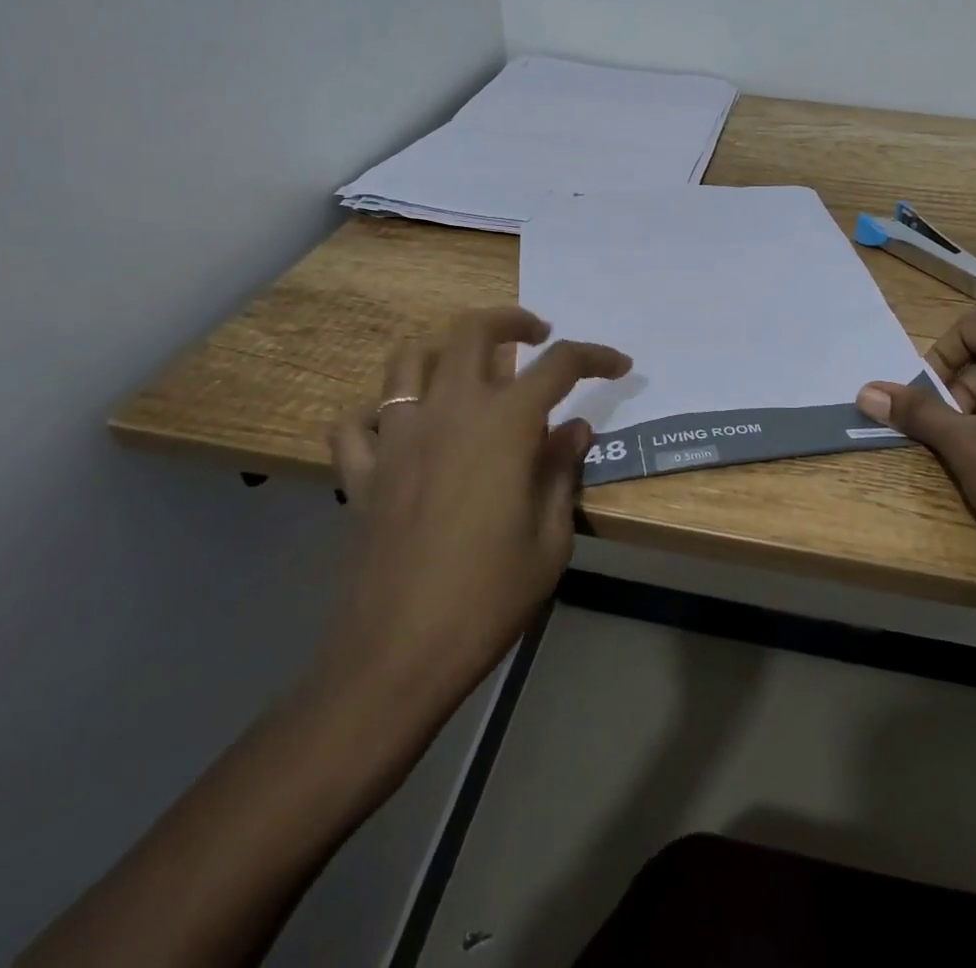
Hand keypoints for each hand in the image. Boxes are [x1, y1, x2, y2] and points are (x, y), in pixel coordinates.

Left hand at [321, 307, 629, 705]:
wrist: (397, 656)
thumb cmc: (488, 598)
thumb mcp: (549, 539)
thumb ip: (562, 471)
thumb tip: (574, 429)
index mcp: (503, 425)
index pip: (559, 365)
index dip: (595, 356)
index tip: (618, 365)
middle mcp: (448, 412)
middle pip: (473, 331)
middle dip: (512, 320)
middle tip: (537, 336)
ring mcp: (397, 437)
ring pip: (409, 358)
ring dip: (443, 351)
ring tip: (469, 372)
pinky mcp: (363, 472)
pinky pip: (356, 422)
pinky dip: (377, 413)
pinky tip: (400, 430)